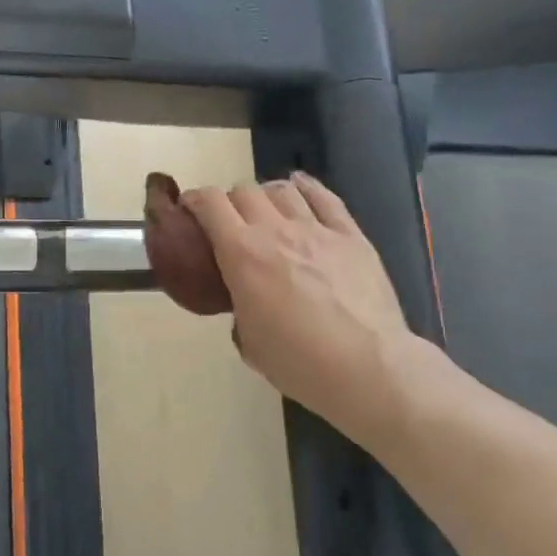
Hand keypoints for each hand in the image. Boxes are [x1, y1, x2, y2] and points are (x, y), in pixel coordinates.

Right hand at [182, 173, 440, 437]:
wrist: (366, 368)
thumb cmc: (298, 363)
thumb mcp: (248, 341)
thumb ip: (240, 308)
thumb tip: (247, 301)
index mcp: (241, 254)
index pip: (210, 204)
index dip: (195, 200)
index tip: (189, 209)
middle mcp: (275, 231)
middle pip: (244, 191)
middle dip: (230, 201)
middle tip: (230, 222)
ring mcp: (316, 229)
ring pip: (283, 190)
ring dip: (266, 195)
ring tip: (266, 209)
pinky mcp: (351, 236)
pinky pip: (326, 198)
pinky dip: (307, 188)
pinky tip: (301, 187)